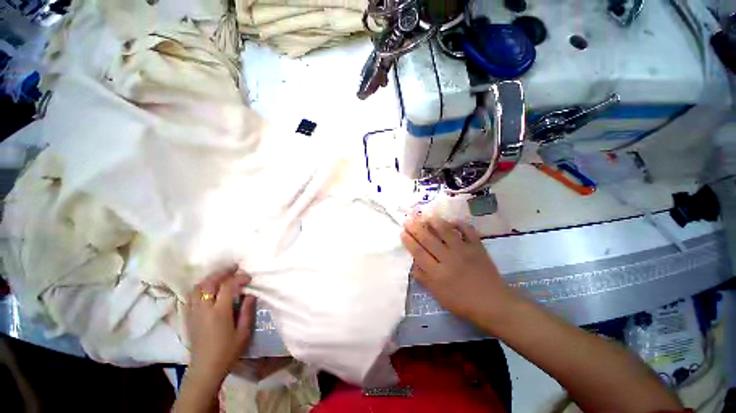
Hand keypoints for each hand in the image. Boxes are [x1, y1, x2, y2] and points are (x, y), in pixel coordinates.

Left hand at [186, 266, 256, 383]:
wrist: (205, 369)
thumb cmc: (227, 352)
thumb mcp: (243, 332)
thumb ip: (247, 311)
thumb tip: (251, 294)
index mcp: (219, 312)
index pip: (228, 286)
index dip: (239, 278)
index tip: (249, 278)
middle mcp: (204, 309)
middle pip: (209, 283)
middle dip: (223, 272)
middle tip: (235, 268)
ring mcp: (193, 313)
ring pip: (197, 288)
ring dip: (210, 278)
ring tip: (222, 276)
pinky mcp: (188, 318)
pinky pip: (192, 296)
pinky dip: (201, 288)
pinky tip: (209, 289)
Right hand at [401, 215, 514, 323]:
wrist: (494, 305)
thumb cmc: (463, 303)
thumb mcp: (438, 295)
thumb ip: (424, 278)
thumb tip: (413, 263)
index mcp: (437, 273)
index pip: (419, 252)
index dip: (409, 241)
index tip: (402, 231)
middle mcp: (448, 259)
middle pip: (428, 240)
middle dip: (416, 228)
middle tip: (408, 219)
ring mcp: (464, 251)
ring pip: (446, 232)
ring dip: (435, 222)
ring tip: (426, 215)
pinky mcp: (477, 248)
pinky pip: (468, 231)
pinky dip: (461, 224)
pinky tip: (453, 221)